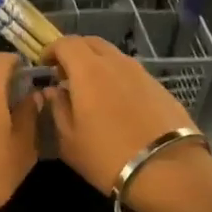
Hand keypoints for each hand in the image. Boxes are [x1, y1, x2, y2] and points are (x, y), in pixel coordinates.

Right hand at [45, 36, 206, 194]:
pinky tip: (117, 103)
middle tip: (65, 74)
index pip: (66, 43)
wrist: (167, 169)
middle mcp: (115, 63)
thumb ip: (58, 109)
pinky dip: (117, 78)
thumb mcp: (69, 140)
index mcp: (88, 70)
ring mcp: (141, 73)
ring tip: (91, 90)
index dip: (51, 50)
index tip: (44, 65)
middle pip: (91, 43)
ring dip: (97, 64)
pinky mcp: (159, 87)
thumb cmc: (107, 156)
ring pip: (113, 56)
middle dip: (74, 52)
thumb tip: (54, 92)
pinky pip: (131, 73)